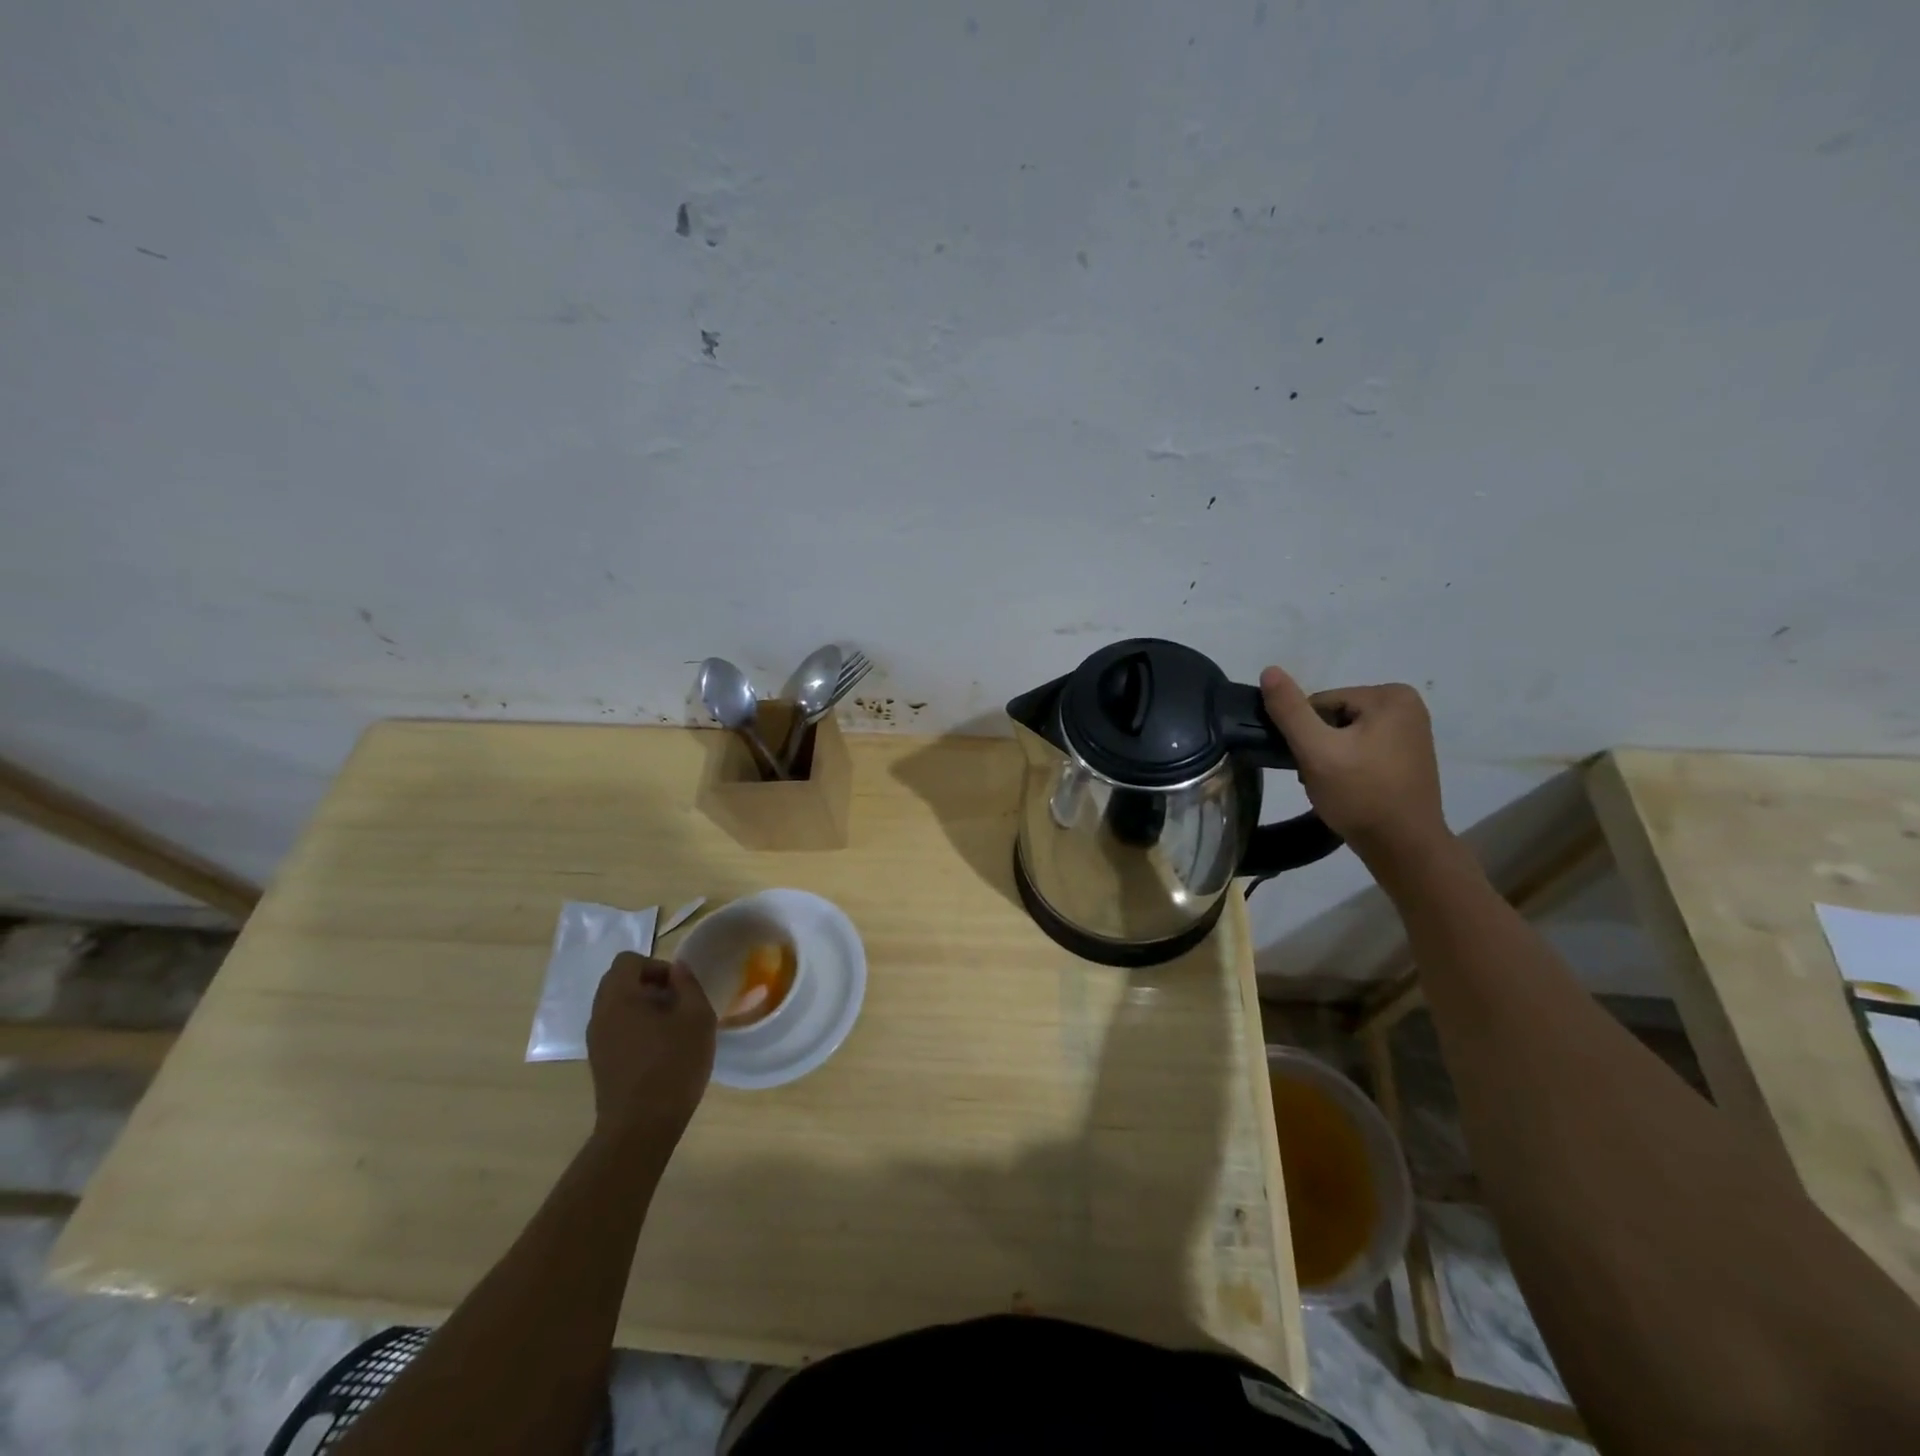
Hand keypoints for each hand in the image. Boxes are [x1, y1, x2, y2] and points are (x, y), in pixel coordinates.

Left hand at [586, 953, 715, 1144]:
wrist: (640, 1128)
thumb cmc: (673, 1066)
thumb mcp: (696, 1018)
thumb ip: (688, 986)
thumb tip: (678, 969)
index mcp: (618, 998)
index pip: (628, 961)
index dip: (656, 965)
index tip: (679, 988)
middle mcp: (599, 1015)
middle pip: (619, 982)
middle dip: (650, 984)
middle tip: (677, 1004)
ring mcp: (596, 1041)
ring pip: (617, 1006)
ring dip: (643, 1007)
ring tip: (671, 1028)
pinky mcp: (599, 1062)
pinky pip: (616, 1028)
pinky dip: (636, 1027)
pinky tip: (660, 1049)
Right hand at [1259, 666, 1448, 860]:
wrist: (1404, 847)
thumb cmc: (1361, 795)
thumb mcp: (1316, 750)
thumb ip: (1290, 710)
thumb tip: (1269, 670)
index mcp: (1389, 695)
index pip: (1321, 703)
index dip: (1306, 733)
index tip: (1310, 763)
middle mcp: (1407, 705)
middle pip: (1334, 717)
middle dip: (1319, 745)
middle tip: (1320, 777)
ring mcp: (1411, 731)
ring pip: (1345, 734)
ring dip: (1330, 757)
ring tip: (1334, 786)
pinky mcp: (1409, 755)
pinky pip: (1363, 749)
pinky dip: (1349, 766)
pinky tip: (1350, 789)